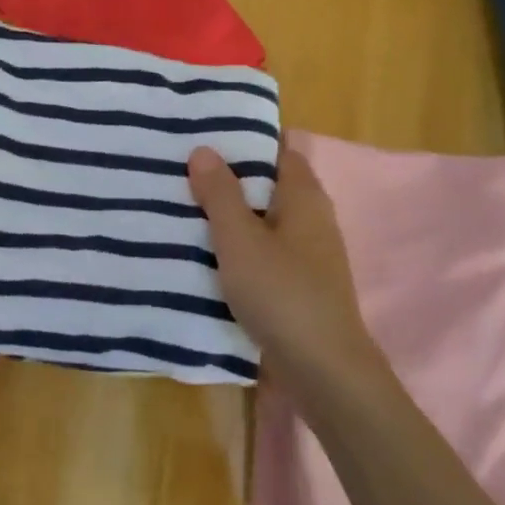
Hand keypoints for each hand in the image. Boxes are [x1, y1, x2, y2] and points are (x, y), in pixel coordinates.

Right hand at [187, 144, 382, 383]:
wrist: (322, 371)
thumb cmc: (282, 293)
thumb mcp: (240, 239)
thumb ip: (220, 194)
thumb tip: (205, 149)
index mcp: (304, 197)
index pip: (278, 150)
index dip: (245, 139)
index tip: (205, 133)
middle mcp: (311, 219)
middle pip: (267, 185)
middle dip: (229, 177)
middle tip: (182, 168)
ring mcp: (307, 254)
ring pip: (263, 220)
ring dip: (229, 214)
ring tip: (183, 205)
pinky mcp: (298, 284)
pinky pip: (263, 251)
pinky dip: (237, 246)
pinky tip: (205, 252)